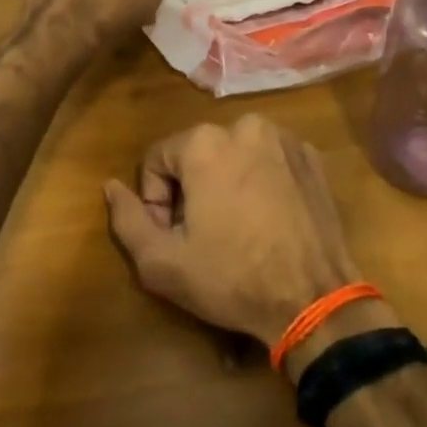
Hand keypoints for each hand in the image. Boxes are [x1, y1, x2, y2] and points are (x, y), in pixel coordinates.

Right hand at [105, 115, 359, 349]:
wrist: (315, 300)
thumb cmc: (232, 279)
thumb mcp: (163, 262)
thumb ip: (127, 219)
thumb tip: (111, 186)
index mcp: (206, 142)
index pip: (157, 159)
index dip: (156, 201)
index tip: (173, 236)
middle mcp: (245, 126)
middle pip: (197, 154)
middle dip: (191, 190)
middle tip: (204, 235)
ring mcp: (284, 139)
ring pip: (234, 154)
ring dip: (226, 183)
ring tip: (237, 228)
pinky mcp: (312, 157)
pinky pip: (269, 160)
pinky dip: (261, 181)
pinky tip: (268, 220)